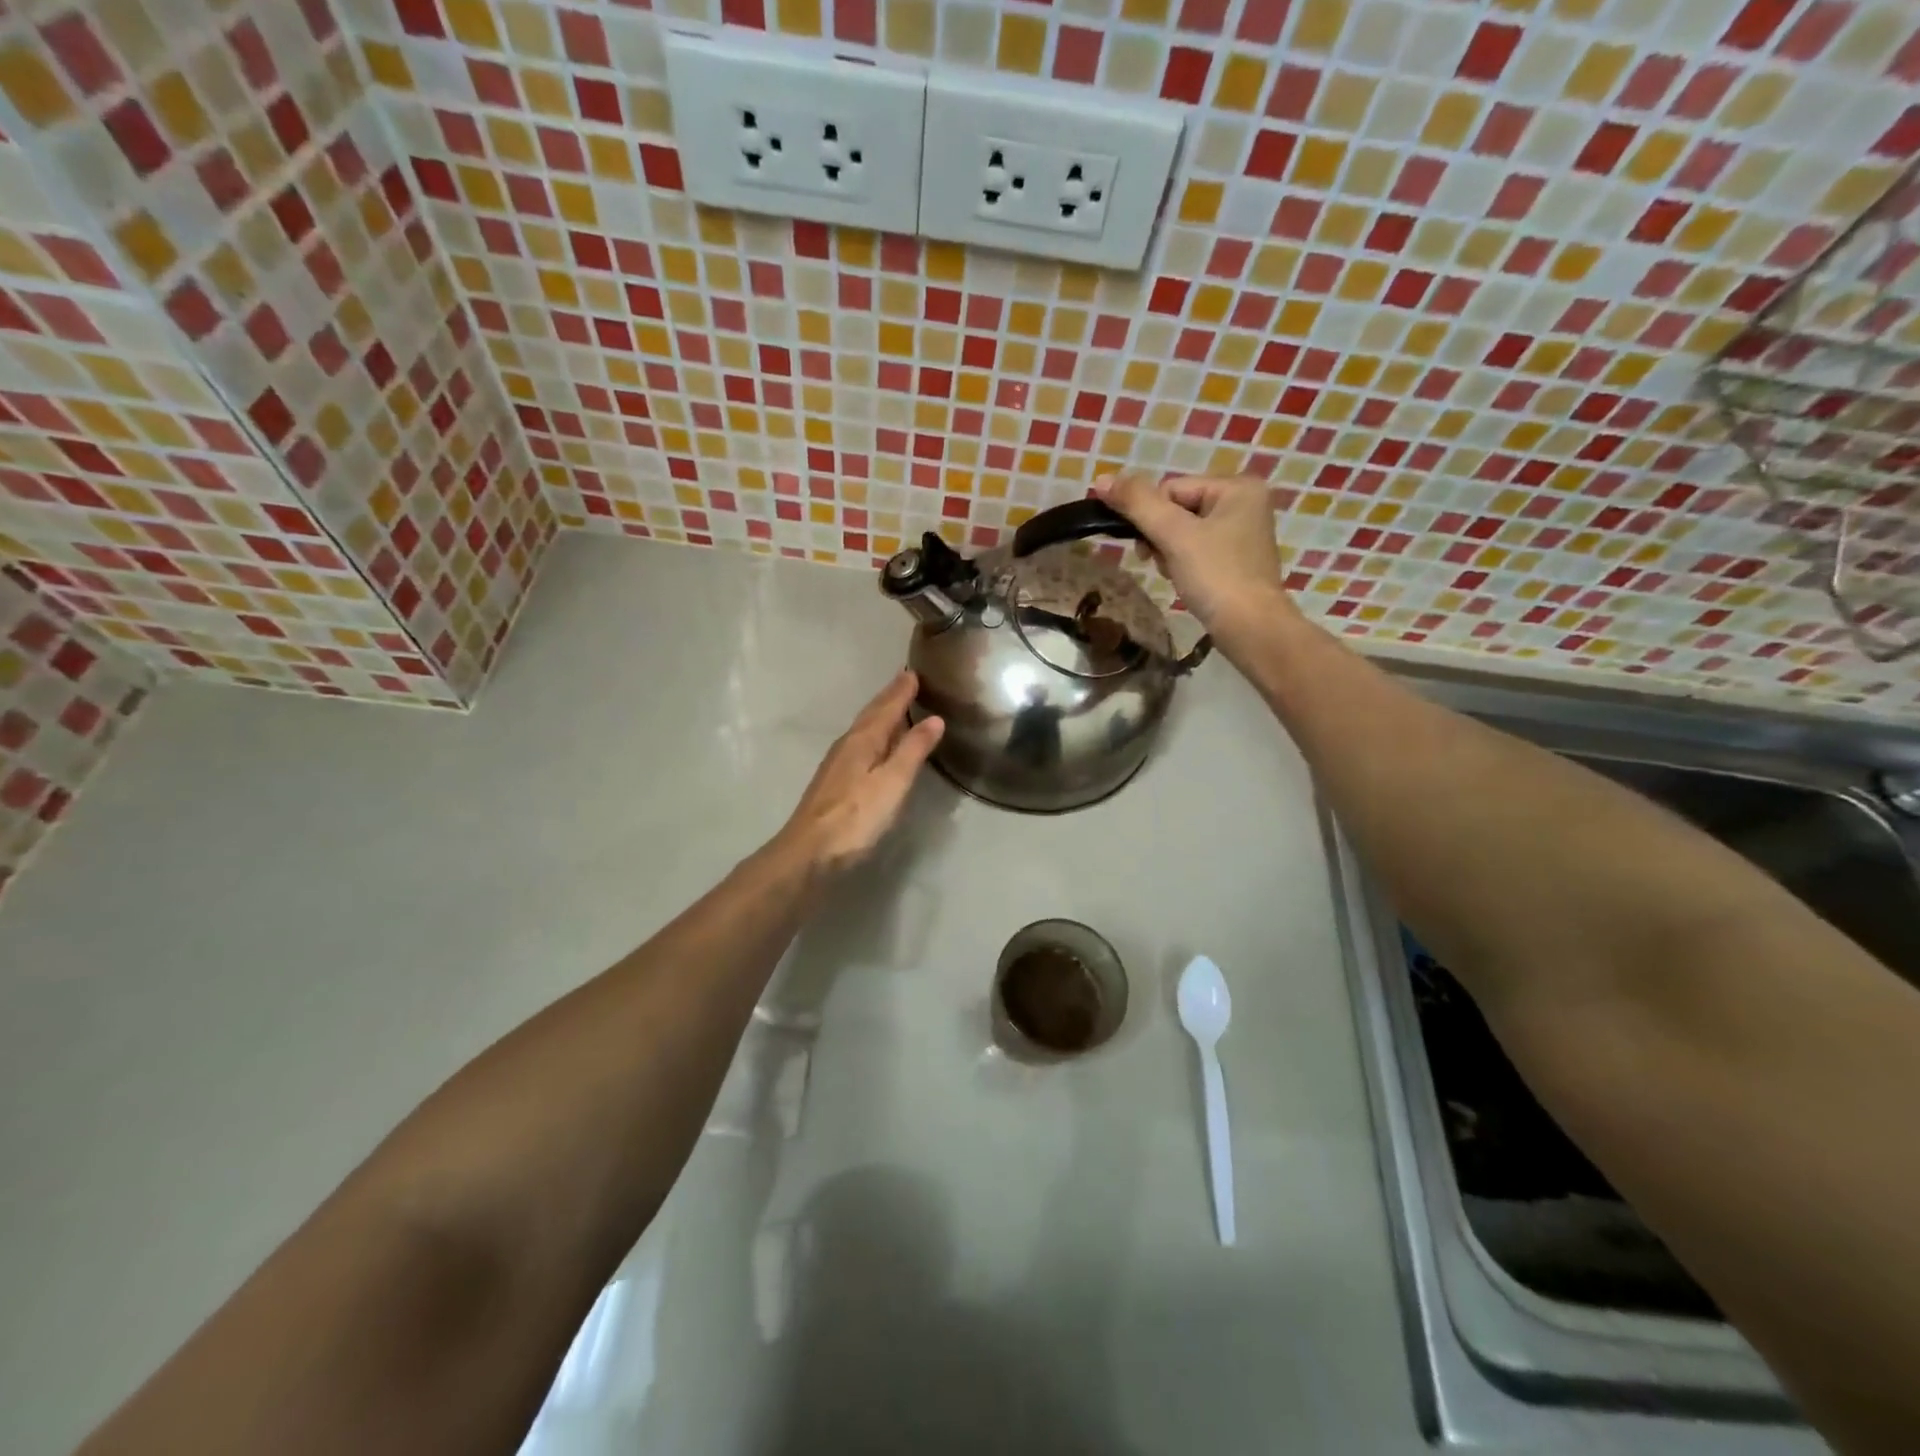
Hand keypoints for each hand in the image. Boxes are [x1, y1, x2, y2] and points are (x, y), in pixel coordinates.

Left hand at [778, 670, 944, 875]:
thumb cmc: (856, 816)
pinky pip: (860, 745)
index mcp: (863, 739)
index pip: (886, 707)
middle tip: (906, 680)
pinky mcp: (835, 782)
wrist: (810, 851)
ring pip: (864, 729)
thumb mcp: (893, 782)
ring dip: (881, 715)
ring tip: (896, 705)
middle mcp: (848, 744)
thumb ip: (913, 750)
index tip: (914, 672)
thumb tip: (934, 719)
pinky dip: (874, 735)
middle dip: (890, 697)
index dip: (901, 691)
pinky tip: (877, 744)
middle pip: (872, 714)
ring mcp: (838, 764)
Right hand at [1091, 472, 1296, 652]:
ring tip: (1174, 574)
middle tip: (1159, 562)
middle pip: (1177, 509)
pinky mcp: (1237, 559)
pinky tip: (1185, 581)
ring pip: (1184, 532)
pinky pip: (1197, 550)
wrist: (1250, 628)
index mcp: (1237, 486)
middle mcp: (1244, 502)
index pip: (1171, 489)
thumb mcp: (1173, 535)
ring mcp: (1242, 532)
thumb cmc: (1215, 575)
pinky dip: (1183, 564)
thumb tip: (1100, 480)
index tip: (1148, 547)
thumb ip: (1137, 503)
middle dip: (1161, 537)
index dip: (1151, 517)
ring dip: (1168, 552)